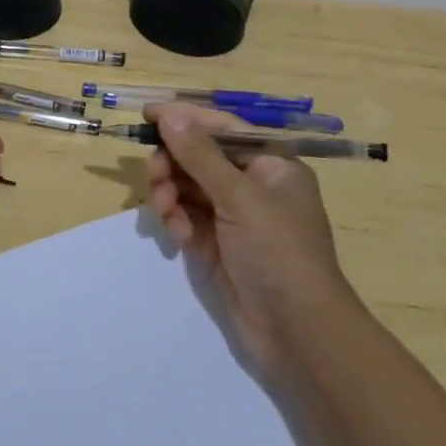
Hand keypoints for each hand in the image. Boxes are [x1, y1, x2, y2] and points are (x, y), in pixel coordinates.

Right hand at [146, 101, 348, 366]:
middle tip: (154, 174)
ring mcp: (234, 216)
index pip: (221, 127)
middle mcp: (252, 184)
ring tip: (165, 210)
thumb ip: (200, 154)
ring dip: (170, 193)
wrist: (298, 331)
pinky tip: (178, 236)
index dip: (185, 118)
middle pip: (199, 157)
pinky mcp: (217, 244)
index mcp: (270, 163)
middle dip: (173, 163)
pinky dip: (177, 220)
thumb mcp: (239, 197)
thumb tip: (170, 114)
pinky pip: (187, 217)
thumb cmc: (278, 252)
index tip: (147, 114)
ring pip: (188, 187)